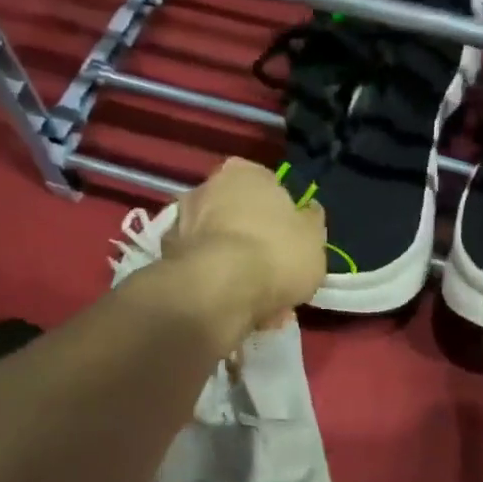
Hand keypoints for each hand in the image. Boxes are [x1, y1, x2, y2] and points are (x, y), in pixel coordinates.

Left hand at [164, 156, 326, 335]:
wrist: (219, 290)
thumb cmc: (277, 253)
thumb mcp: (315, 238)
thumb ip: (311, 222)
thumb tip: (308, 212)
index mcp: (245, 172)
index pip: (268, 186)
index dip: (283, 215)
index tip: (292, 241)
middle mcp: (207, 187)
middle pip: (240, 216)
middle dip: (256, 244)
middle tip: (276, 276)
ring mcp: (182, 221)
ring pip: (221, 246)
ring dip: (238, 269)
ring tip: (261, 303)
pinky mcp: (167, 257)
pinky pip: (205, 270)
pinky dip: (219, 285)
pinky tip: (238, 308)